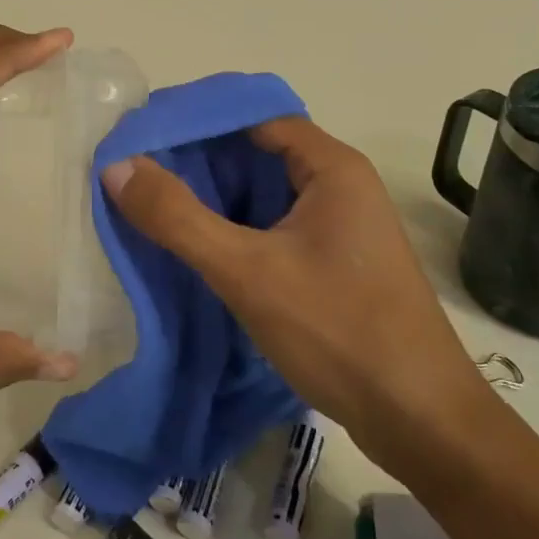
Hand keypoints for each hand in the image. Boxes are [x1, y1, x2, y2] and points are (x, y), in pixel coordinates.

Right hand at [100, 116, 489, 452]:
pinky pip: (274, 227)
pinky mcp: (335, 263)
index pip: (254, 117)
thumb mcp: (248, 271)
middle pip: (258, 152)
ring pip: (264, 193)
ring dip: (215, 197)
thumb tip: (116, 167)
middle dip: (199, 160)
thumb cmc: (339, 330)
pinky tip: (197, 248)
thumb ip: (178, 218)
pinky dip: (235, 229)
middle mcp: (340, 185)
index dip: (198, 121)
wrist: (422, 421)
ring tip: (155, 205)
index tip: (144, 136)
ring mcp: (340, 227)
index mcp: (332, 167)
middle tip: (138, 172)